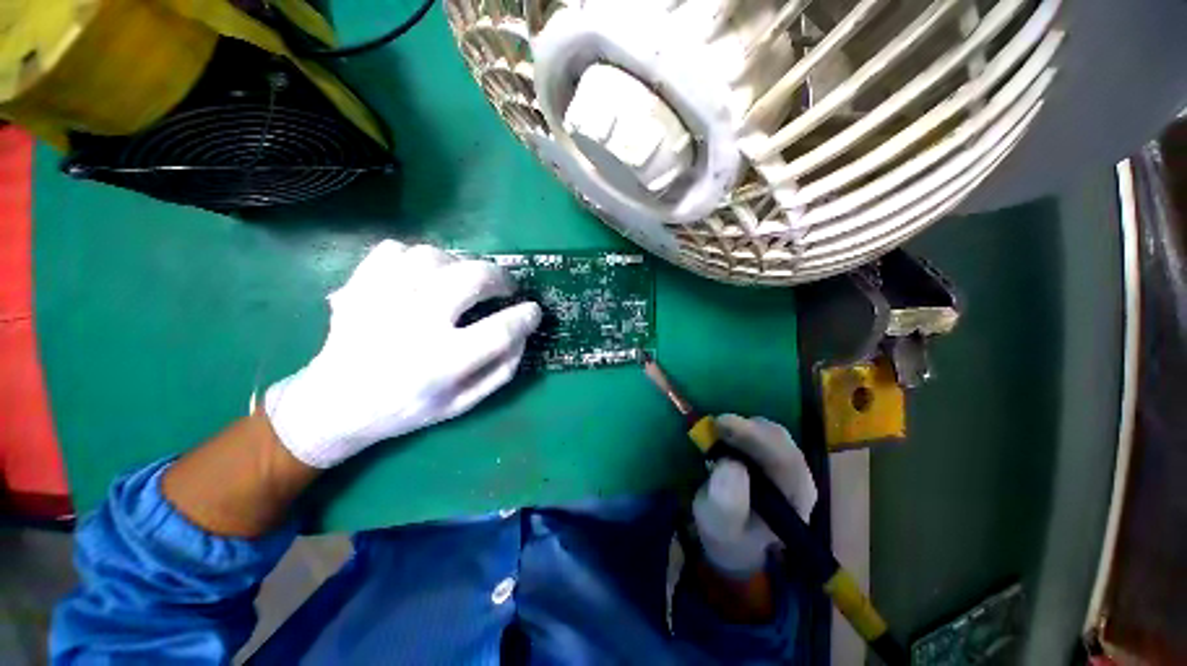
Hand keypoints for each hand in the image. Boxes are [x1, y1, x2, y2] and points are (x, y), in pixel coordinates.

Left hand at [264, 241, 541, 468]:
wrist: (335, 404)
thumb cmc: (407, 408)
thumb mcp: (463, 403)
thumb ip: (501, 370)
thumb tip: (523, 334)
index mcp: (441, 362)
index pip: (501, 330)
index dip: (526, 316)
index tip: (533, 311)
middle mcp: (413, 324)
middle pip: (472, 278)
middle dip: (501, 278)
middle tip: (505, 288)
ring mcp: (381, 299)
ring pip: (434, 256)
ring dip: (461, 264)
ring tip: (464, 281)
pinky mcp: (359, 285)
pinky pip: (395, 250)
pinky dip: (417, 257)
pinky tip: (424, 276)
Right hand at [692, 414, 817, 576]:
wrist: (734, 540)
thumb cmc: (729, 535)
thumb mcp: (720, 527)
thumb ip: (727, 504)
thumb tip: (730, 464)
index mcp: (795, 499)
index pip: (785, 459)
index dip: (755, 437)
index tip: (723, 424)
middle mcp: (798, 477)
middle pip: (780, 440)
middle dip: (747, 427)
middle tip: (715, 423)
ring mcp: (787, 464)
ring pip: (771, 432)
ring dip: (743, 425)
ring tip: (716, 429)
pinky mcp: (772, 454)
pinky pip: (761, 432)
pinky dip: (741, 426)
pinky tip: (723, 431)